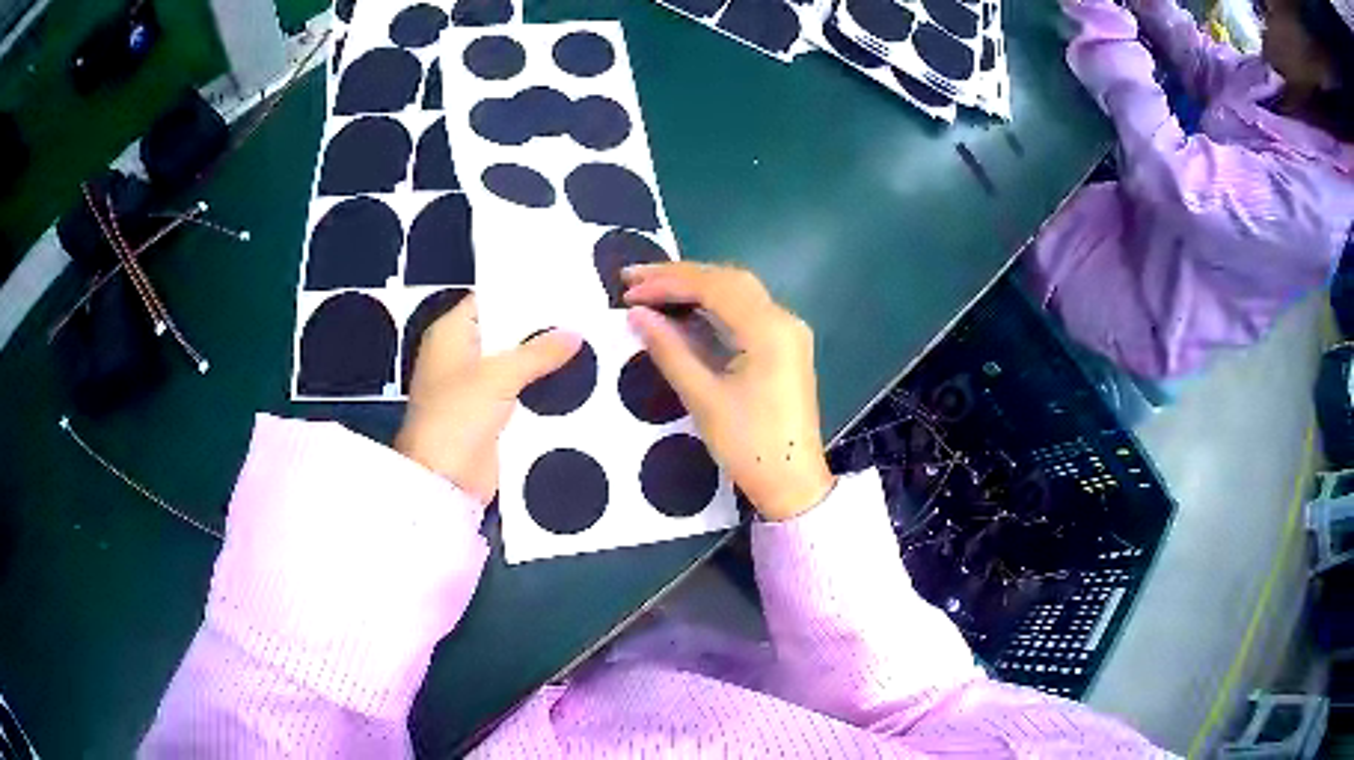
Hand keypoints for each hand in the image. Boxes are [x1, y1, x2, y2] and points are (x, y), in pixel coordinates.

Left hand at [396, 294, 581, 502]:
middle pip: (506, 332)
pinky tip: (577, 379)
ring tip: (589, 341)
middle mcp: (462, 355)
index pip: (489, 300)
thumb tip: (574, 333)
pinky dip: (542, 388)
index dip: (522, 292)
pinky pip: (522, 393)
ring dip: (545, 360)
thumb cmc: (458, 415)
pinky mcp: (491, 415)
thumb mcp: (499, 376)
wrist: (444, 479)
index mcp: (451, 334)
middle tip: (585, 313)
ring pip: (516, 364)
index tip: (561, 287)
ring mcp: (477, 387)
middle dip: (541, 327)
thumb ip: (538, 352)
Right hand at [623, 263, 834, 521]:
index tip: (629, 289)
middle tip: (635, 279)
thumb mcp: (703, 398)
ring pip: (739, 292)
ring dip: (696, 287)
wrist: (793, 483)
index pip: (714, 287)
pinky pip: (746, 312)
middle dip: (680, 275)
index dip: (668, 282)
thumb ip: (669, 350)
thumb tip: (637, 315)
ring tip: (652, 289)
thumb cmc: (749, 446)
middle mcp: (784, 320)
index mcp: (769, 330)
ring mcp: (788, 332)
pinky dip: (714, 305)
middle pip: (729, 280)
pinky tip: (685, 309)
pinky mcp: (785, 347)